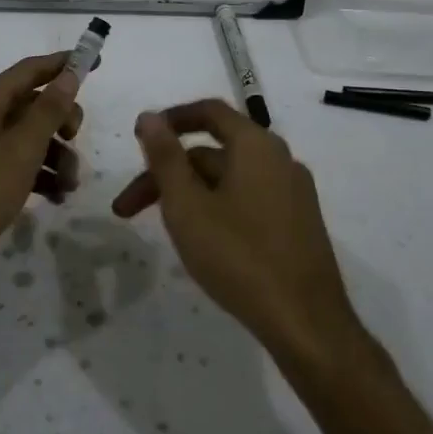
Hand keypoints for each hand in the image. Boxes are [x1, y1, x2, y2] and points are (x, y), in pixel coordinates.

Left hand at [0, 53, 82, 311]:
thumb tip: (69, 75)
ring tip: (69, 186)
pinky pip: (19, 165)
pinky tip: (56, 198)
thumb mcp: (19, 152)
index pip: (29, 70)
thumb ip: (47, 112)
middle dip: (62, 122)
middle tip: (75, 141)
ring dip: (56, 156)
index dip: (63, 64)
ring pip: (30, 138)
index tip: (96, 62)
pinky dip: (40, 176)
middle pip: (33, 105)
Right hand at [111, 99, 360, 368]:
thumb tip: (149, 116)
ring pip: (229, 180)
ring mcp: (293, 193)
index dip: (171, 119)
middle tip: (127, 209)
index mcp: (256, 146)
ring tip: (161, 228)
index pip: (209, 112)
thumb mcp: (188, 205)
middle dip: (167, 173)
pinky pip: (248, 199)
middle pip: (213, 153)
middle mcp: (279, 160)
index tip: (139, 137)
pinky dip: (216, 207)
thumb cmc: (238, 256)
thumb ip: (165, 157)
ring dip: (189, 194)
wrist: (305, 321)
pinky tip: (201, 240)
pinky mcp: (297, 224)